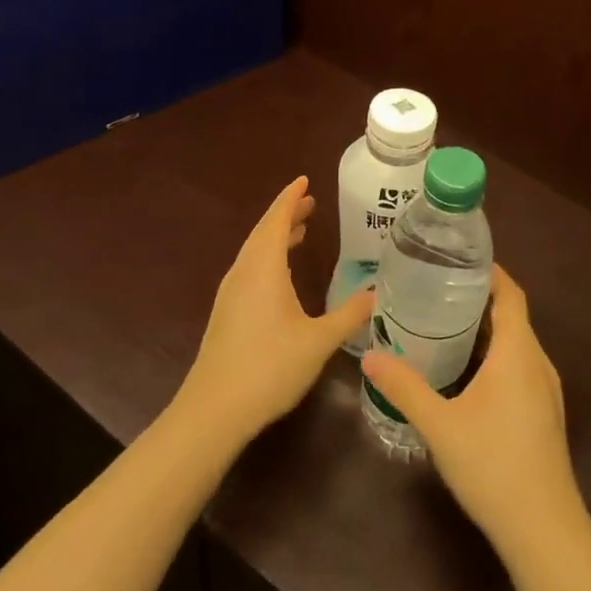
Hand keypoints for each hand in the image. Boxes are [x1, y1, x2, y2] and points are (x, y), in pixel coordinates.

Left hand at [180, 176, 372, 446]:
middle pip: (264, 232)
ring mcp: (231, 294)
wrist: (213, 411)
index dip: (291, 198)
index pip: (277, 220)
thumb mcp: (318, 341)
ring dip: (276, 236)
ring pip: (254, 252)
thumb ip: (349, 315)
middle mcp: (244, 273)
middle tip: (311, 202)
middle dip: (286, 214)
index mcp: (263, 269)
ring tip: (300, 231)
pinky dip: (268, 257)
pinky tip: (281, 275)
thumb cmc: (268, 368)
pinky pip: (250, 269)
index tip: (304, 180)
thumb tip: (376, 293)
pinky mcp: (226, 314)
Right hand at [361, 266, 586, 557]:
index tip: (461, 259)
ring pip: (519, 344)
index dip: (492, 272)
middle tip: (439, 290)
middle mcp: (538, 362)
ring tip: (448, 325)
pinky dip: (498, 356)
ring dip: (490, 330)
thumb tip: (369, 357)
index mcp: (518, 352)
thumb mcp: (440, 424)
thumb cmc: (492, 464)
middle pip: (514, 316)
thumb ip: (405, 387)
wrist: (543, 527)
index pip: (511, 294)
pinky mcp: (546, 413)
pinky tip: (470, 373)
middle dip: (481, 299)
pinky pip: (522, 367)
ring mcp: (547, 390)